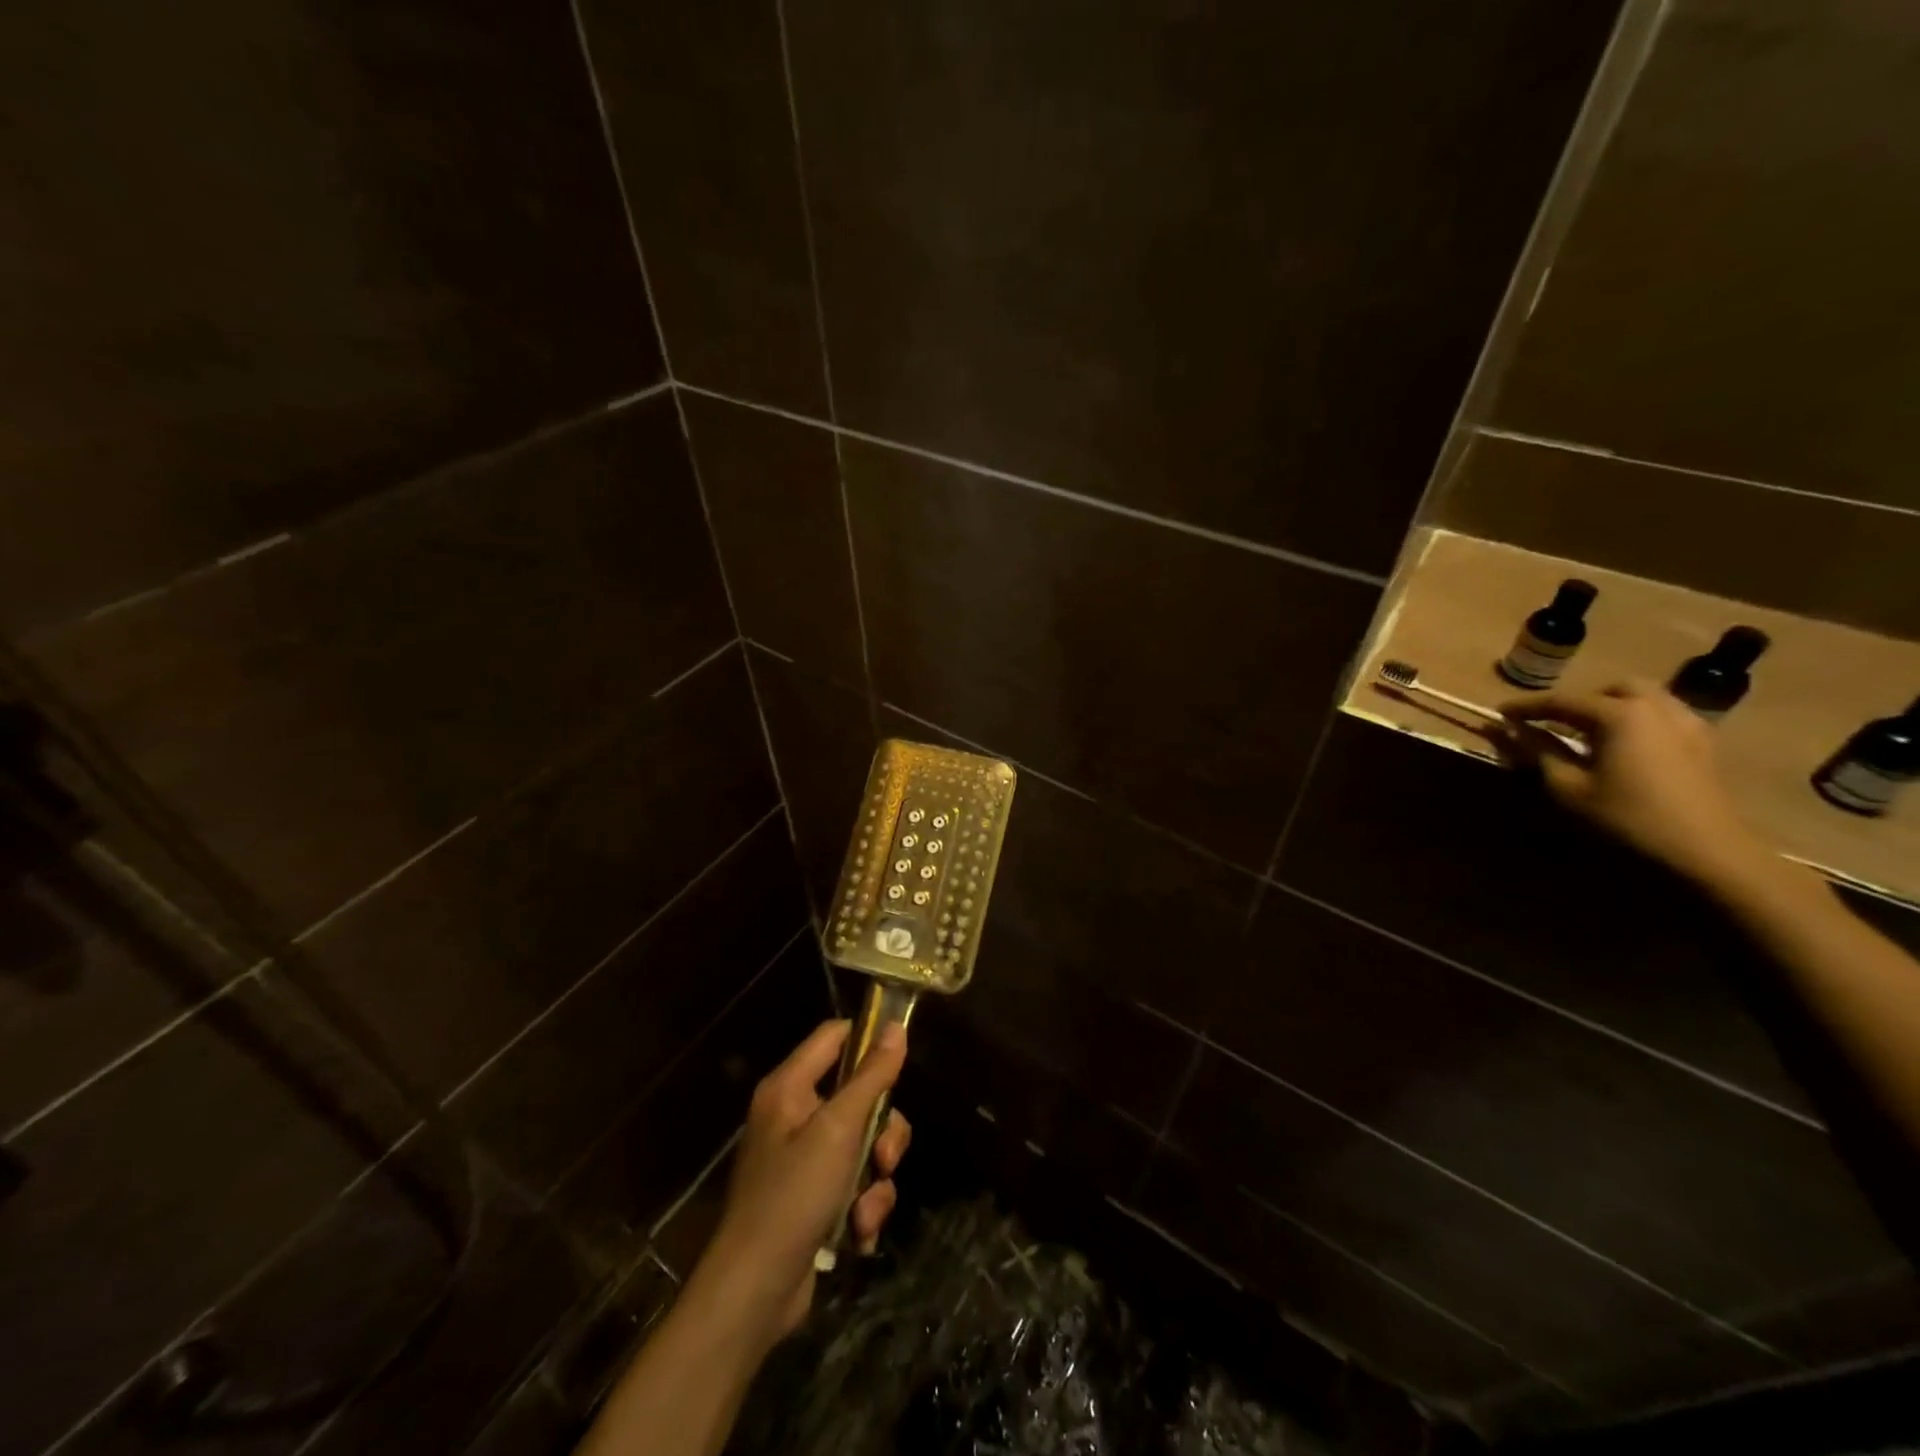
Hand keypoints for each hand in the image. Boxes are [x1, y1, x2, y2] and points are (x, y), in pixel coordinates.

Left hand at [694, 1020, 911, 1343]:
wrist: (754, 1293)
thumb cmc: (793, 1196)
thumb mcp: (839, 1129)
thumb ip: (871, 1077)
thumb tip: (895, 1027)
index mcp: (789, 1087)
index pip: (835, 1036)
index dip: (869, 1041)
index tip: (901, 1062)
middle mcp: (794, 1115)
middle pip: (859, 1095)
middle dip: (883, 1133)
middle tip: (885, 1159)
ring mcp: (803, 1160)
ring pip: (864, 1145)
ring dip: (875, 1181)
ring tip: (865, 1213)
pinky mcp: (813, 1198)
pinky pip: (855, 1183)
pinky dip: (863, 1207)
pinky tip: (858, 1234)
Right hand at [1496, 678, 1770, 886]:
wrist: (1706, 853)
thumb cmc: (1626, 817)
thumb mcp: (1568, 787)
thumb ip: (1537, 752)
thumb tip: (1508, 730)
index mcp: (1620, 714)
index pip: (1562, 700)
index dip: (1526, 707)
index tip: (1499, 713)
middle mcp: (1656, 708)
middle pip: (1612, 690)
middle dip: (1579, 701)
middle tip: (1553, 724)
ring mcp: (1687, 725)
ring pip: (1644, 700)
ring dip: (1611, 709)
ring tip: (1587, 735)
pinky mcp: (1704, 746)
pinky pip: (1664, 718)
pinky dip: (1638, 723)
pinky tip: (1624, 749)